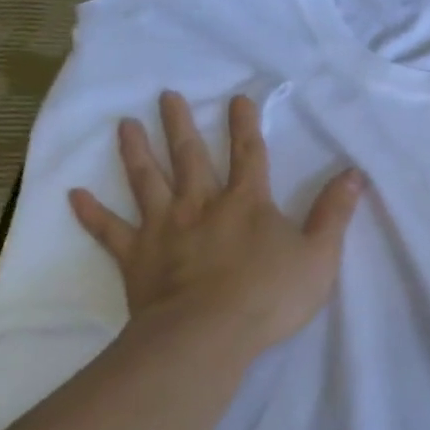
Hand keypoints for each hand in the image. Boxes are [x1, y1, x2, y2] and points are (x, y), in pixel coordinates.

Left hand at [69, 91, 364, 354]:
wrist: (209, 334)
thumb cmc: (269, 295)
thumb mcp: (319, 255)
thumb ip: (334, 213)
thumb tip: (355, 173)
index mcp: (246, 204)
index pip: (248, 155)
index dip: (245, 126)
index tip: (237, 98)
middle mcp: (202, 205)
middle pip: (190, 157)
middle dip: (180, 125)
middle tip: (165, 96)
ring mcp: (164, 229)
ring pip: (147, 182)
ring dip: (136, 152)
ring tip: (124, 125)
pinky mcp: (137, 257)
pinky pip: (111, 231)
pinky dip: (92, 214)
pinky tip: (74, 195)